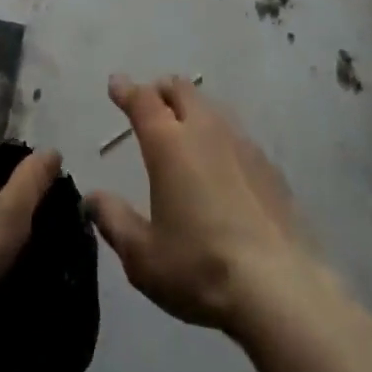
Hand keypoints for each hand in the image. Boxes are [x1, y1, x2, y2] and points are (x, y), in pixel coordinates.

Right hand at [87, 74, 323, 336]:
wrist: (280, 288)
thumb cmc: (200, 267)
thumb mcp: (143, 256)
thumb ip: (114, 221)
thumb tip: (91, 198)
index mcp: (168, 142)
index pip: (142, 100)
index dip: (126, 89)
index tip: (116, 83)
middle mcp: (204, 129)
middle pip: (180, 89)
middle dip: (161, 90)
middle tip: (151, 105)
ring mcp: (241, 142)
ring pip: (211, 107)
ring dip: (193, 110)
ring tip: (185, 133)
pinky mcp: (268, 165)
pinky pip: (236, 135)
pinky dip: (220, 138)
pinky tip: (222, 168)